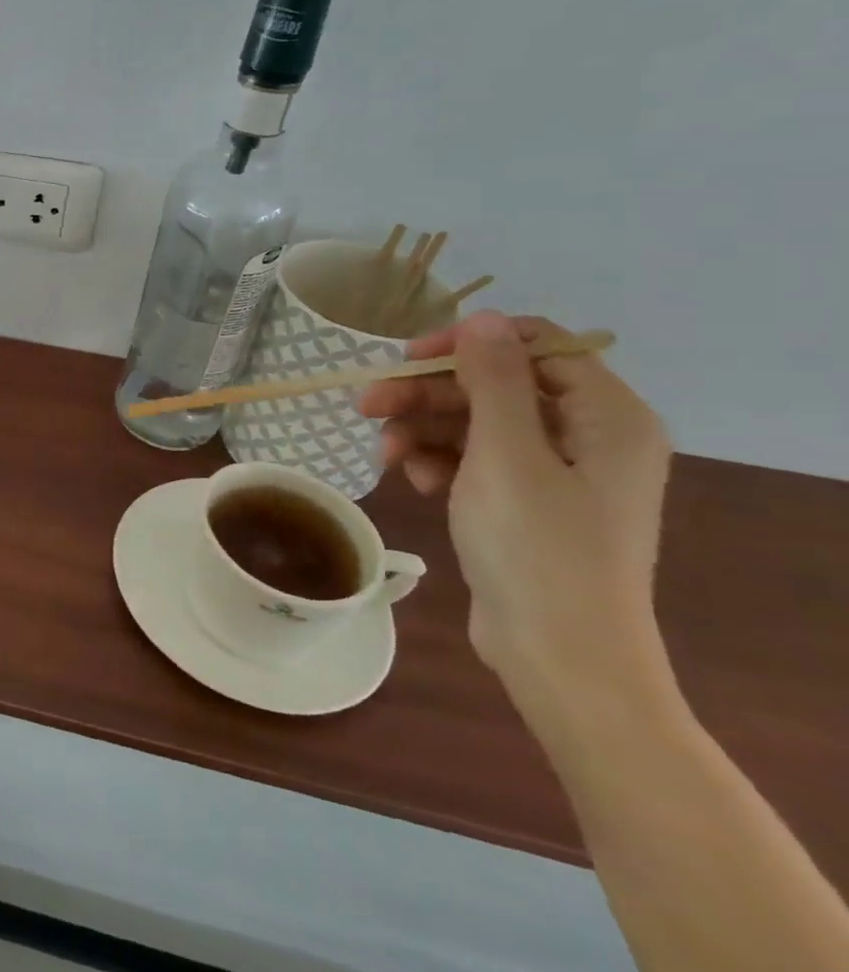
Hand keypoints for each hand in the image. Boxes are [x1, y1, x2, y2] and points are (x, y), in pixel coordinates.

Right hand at [357, 311, 672, 701]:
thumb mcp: (506, 454)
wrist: (559, 654)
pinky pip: (474, 459)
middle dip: (426, 395)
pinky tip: (414, 481)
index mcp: (606, 416)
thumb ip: (493, 379)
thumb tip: (483, 317)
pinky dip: (438, 462)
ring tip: (384, 456)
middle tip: (364, 405)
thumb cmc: (538, 547)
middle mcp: (588, 435)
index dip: (467, 344)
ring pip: (475, 423)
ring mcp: (557, 471)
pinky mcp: (527, 502)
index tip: (407, 358)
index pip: (535, 346)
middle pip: (494, 386)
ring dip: (422, 430)